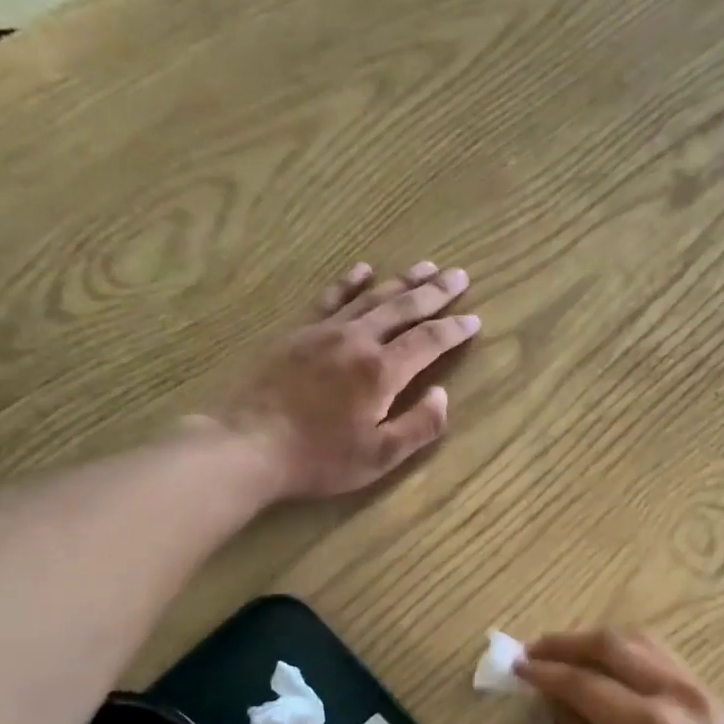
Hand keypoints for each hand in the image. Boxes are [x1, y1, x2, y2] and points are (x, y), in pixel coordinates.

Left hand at [217, 260, 479, 498]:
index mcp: (382, 371)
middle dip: (435, 292)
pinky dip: (349, 282)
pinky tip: (363, 269)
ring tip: (426, 266)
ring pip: (371, 297)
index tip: (474, 319)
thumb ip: (419, 426)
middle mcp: (358, 340)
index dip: (455, 329)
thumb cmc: (320, 458)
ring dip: (401, 280)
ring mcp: (324, 331)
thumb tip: (442, 396)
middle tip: (459, 275)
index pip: (428, 341)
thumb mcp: (380, 456)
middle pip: (404, 308)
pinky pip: (329, 297)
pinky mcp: (297, 332)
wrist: (249, 445)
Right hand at [517, 630, 723, 723]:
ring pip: (639, 641)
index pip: (581, 682)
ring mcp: (696, 689)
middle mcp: (672, 693)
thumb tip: (555, 697)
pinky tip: (609, 664)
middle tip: (535, 651)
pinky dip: (628, 651)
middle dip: (567, 644)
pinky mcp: (709, 695)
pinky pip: (661, 656)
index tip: (516, 666)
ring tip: (567, 653)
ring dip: (598, 642)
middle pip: (611, 646)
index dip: (545, 671)